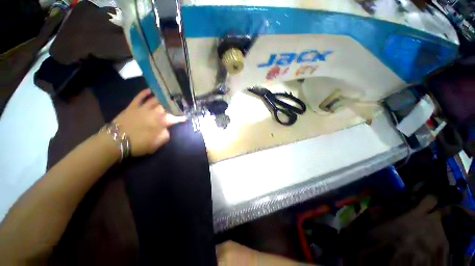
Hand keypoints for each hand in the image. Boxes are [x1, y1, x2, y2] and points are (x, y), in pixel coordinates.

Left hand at [113, 89, 185, 155]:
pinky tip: (150, 90)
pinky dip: (145, 93)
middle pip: (166, 106)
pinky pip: (140, 97)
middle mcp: (155, 113)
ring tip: (168, 95)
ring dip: (162, 97)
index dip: (181, 118)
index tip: (186, 117)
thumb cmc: (139, 144)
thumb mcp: (157, 144)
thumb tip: (167, 129)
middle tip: (178, 102)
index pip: (175, 118)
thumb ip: (165, 135)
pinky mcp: (133, 106)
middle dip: (174, 104)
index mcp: (161, 123)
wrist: (116, 141)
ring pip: (155, 100)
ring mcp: (143, 108)